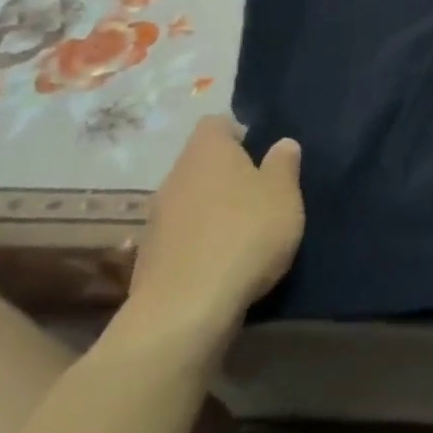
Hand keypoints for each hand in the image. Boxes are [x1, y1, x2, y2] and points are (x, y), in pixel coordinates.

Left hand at [127, 116, 304, 343]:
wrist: (186, 308)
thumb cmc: (245, 235)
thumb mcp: (284, 195)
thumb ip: (284, 165)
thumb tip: (282, 143)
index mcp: (207, 151)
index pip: (217, 123)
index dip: (239, 133)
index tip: (262, 155)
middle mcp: (175, 175)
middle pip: (202, 162)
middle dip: (228, 175)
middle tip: (261, 195)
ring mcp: (156, 217)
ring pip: (190, 199)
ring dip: (213, 209)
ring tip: (244, 232)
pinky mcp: (149, 255)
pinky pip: (181, 234)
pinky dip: (199, 241)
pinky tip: (222, 262)